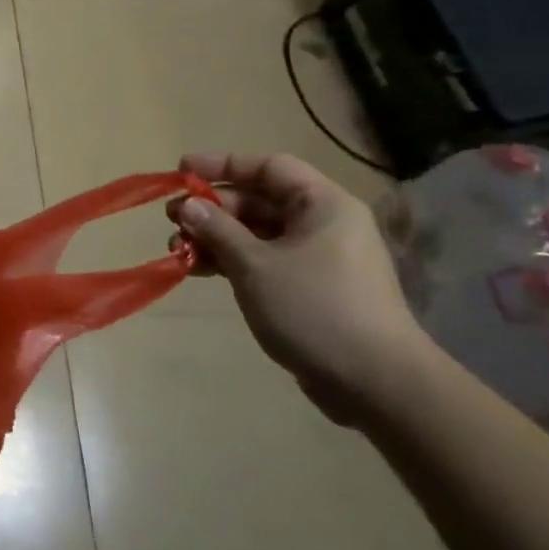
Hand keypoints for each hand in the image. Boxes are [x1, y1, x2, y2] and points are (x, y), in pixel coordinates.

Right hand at [169, 152, 432, 426]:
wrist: (376, 384)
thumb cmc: (314, 308)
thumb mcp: (255, 264)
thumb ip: (217, 229)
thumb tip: (188, 204)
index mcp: (323, 205)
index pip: (268, 167)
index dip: (222, 165)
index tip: (181, 172)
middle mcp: (323, 224)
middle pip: (258, 201)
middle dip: (212, 209)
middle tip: (172, 220)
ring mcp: (318, 258)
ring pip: (256, 234)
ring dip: (215, 238)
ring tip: (177, 250)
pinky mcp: (310, 289)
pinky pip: (263, 261)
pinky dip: (232, 261)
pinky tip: (198, 270)